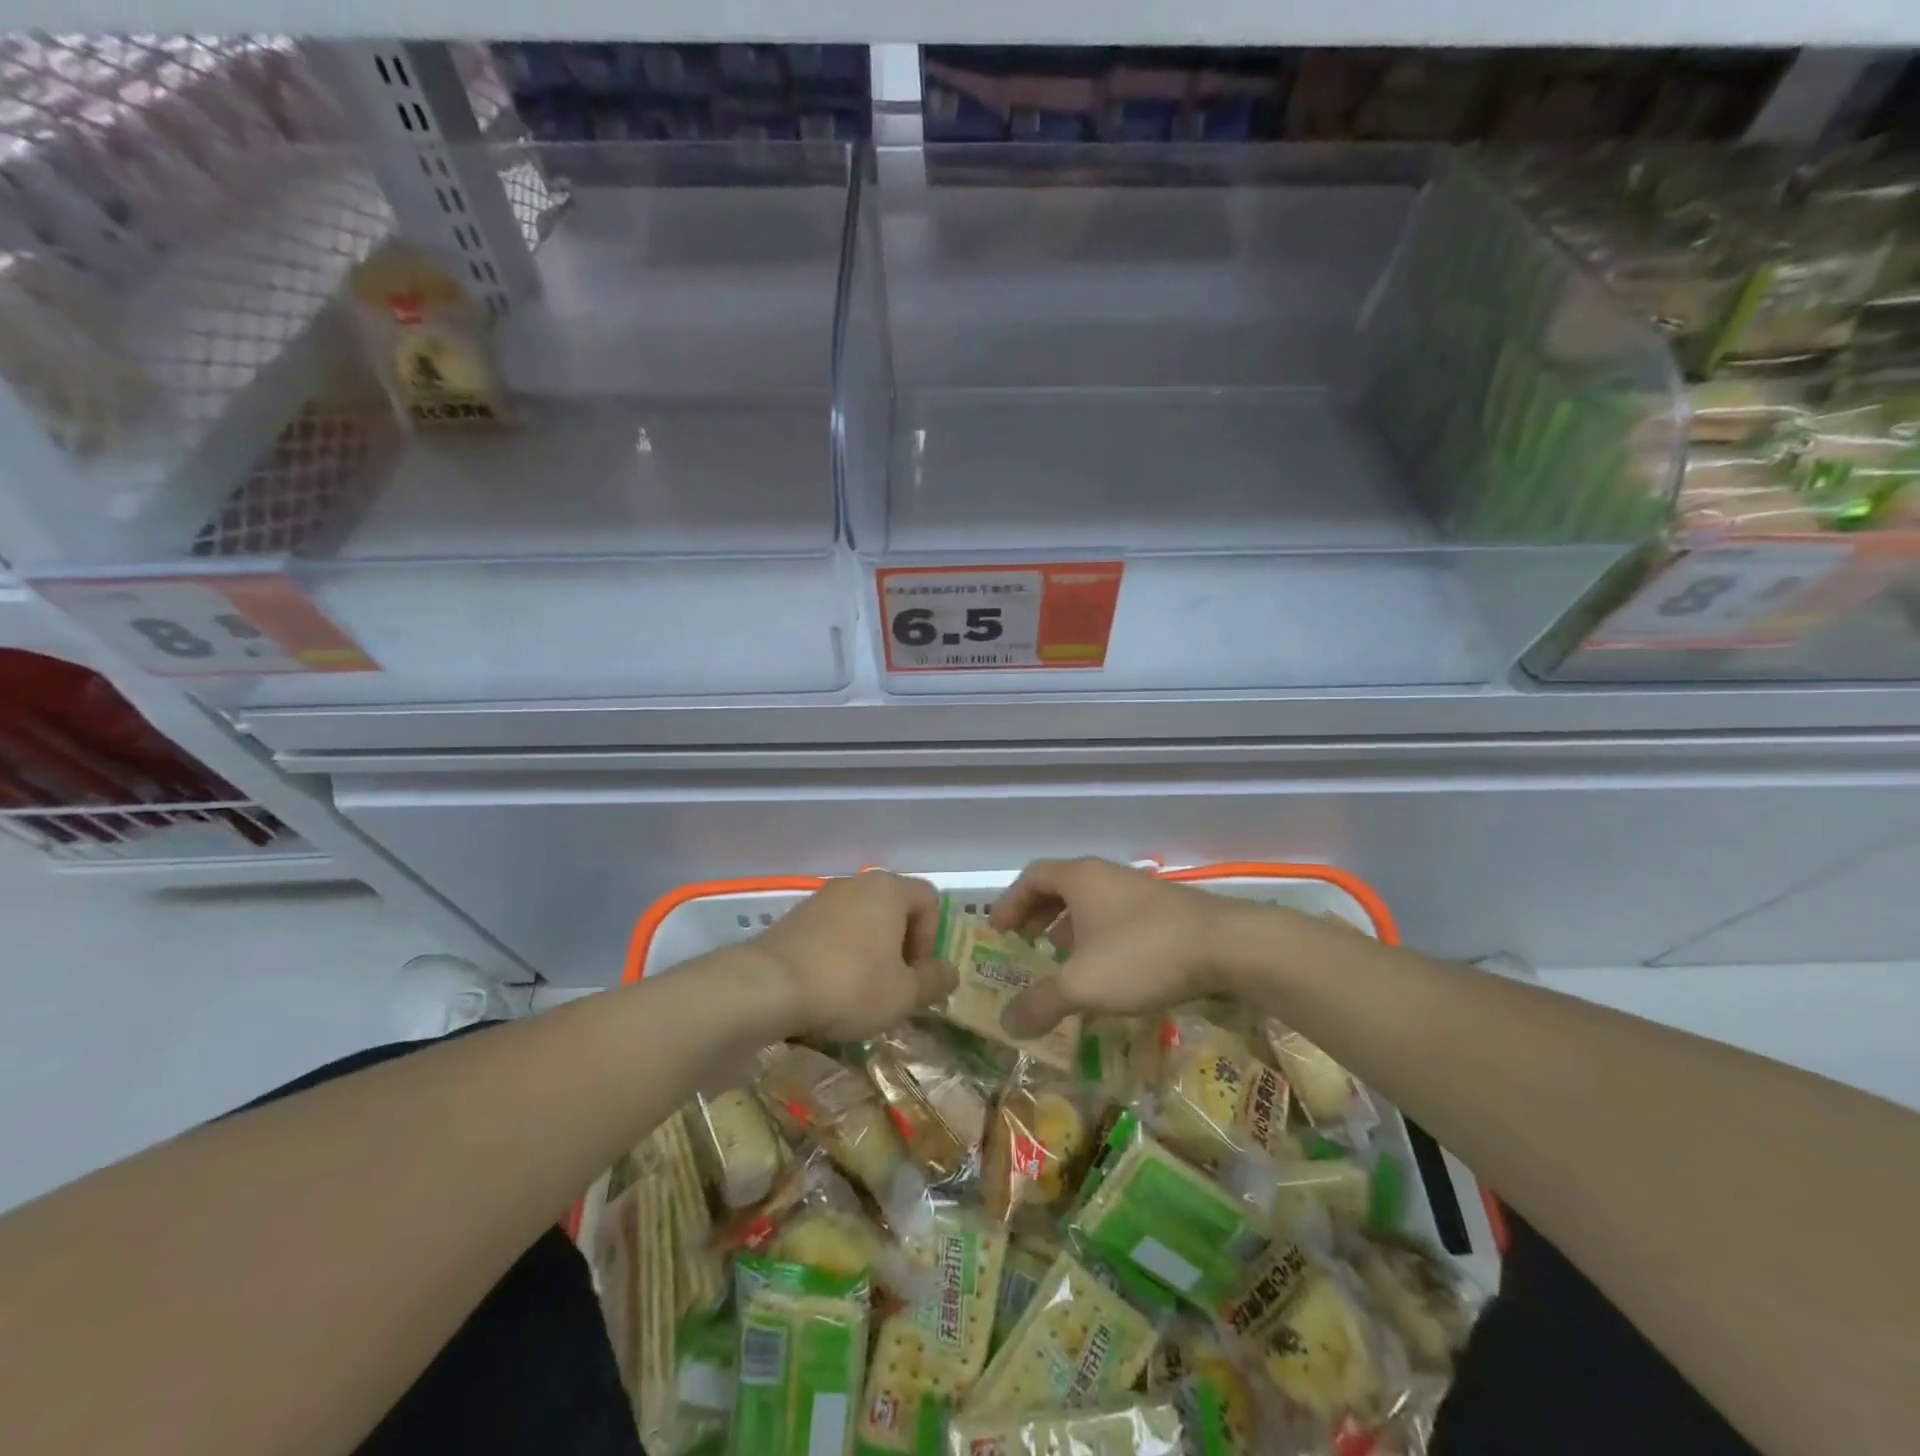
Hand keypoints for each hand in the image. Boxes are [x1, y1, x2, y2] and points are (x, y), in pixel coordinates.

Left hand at [750, 871, 956, 1041]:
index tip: (916, 973)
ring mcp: (821, 897)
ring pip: (861, 921)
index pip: (929, 900)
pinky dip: (839, 954)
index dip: (931, 938)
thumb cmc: (849, 985)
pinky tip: (829, 988)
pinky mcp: (795, 917)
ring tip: (860, 991)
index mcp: (889, 889)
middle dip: (900, 947)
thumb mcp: (904, 994)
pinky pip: (832, 931)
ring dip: (869, 952)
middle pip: (894, 909)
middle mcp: (856, 883)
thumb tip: (950, 973)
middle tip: (894, 985)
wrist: (767, 987)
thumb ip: (934, 981)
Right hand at [991, 858, 1252, 1038]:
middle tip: (1025, 945)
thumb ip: (1041, 1003)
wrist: (1227, 946)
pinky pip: (1117, 918)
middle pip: (1060, 887)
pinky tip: (1108, 973)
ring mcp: (1139, 890)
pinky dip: (1100, 939)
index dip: (1009, 902)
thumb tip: (1007, 1024)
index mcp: (1080, 878)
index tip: (998, 931)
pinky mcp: (1166, 911)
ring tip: (1062, 963)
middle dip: (1038, 916)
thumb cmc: (1142, 954)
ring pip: (1092, 904)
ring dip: (1070, 930)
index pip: (1032, 877)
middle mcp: (1107, 875)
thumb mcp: (1082, 985)